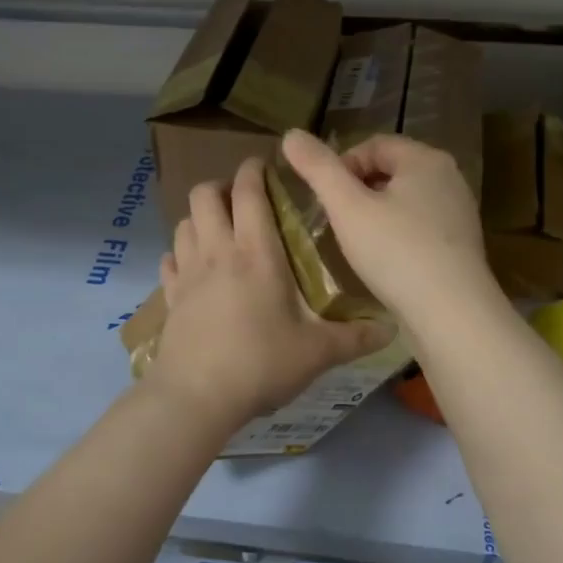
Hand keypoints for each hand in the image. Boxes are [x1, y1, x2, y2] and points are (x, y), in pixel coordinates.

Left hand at [152, 158, 391, 431]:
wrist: (196, 396)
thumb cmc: (261, 363)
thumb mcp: (317, 352)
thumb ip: (355, 338)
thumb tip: (392, 331)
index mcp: (256, 252)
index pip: (248, 191)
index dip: (254, 171)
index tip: (265, 167)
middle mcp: (217, 251)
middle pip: (205, 195)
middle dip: (222, 187)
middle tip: (243, 201)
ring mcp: (188, 273)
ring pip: (184, 222)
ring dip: (200, 217)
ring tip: (220, 231)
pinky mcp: (170, 297)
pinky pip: (169, 259)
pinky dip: (180, 253)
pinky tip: (193, 267)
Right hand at [282, 128, 496, 328]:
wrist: (452, 313)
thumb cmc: (396, 252)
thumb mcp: (347, 207)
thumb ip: (318, 168)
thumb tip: (291, 135)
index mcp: (426, 159)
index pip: (374, 145)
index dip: (342, 166)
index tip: (326, 199)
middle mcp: (449, 177)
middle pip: (391, 171)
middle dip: (359, 190)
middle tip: (338, 221)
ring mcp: (460, 212)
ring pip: (405, 200)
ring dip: (377, 213)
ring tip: (357, 242)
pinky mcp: (461, 244)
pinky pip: (420, 226)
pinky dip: (398, 234)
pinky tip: (385, 261)